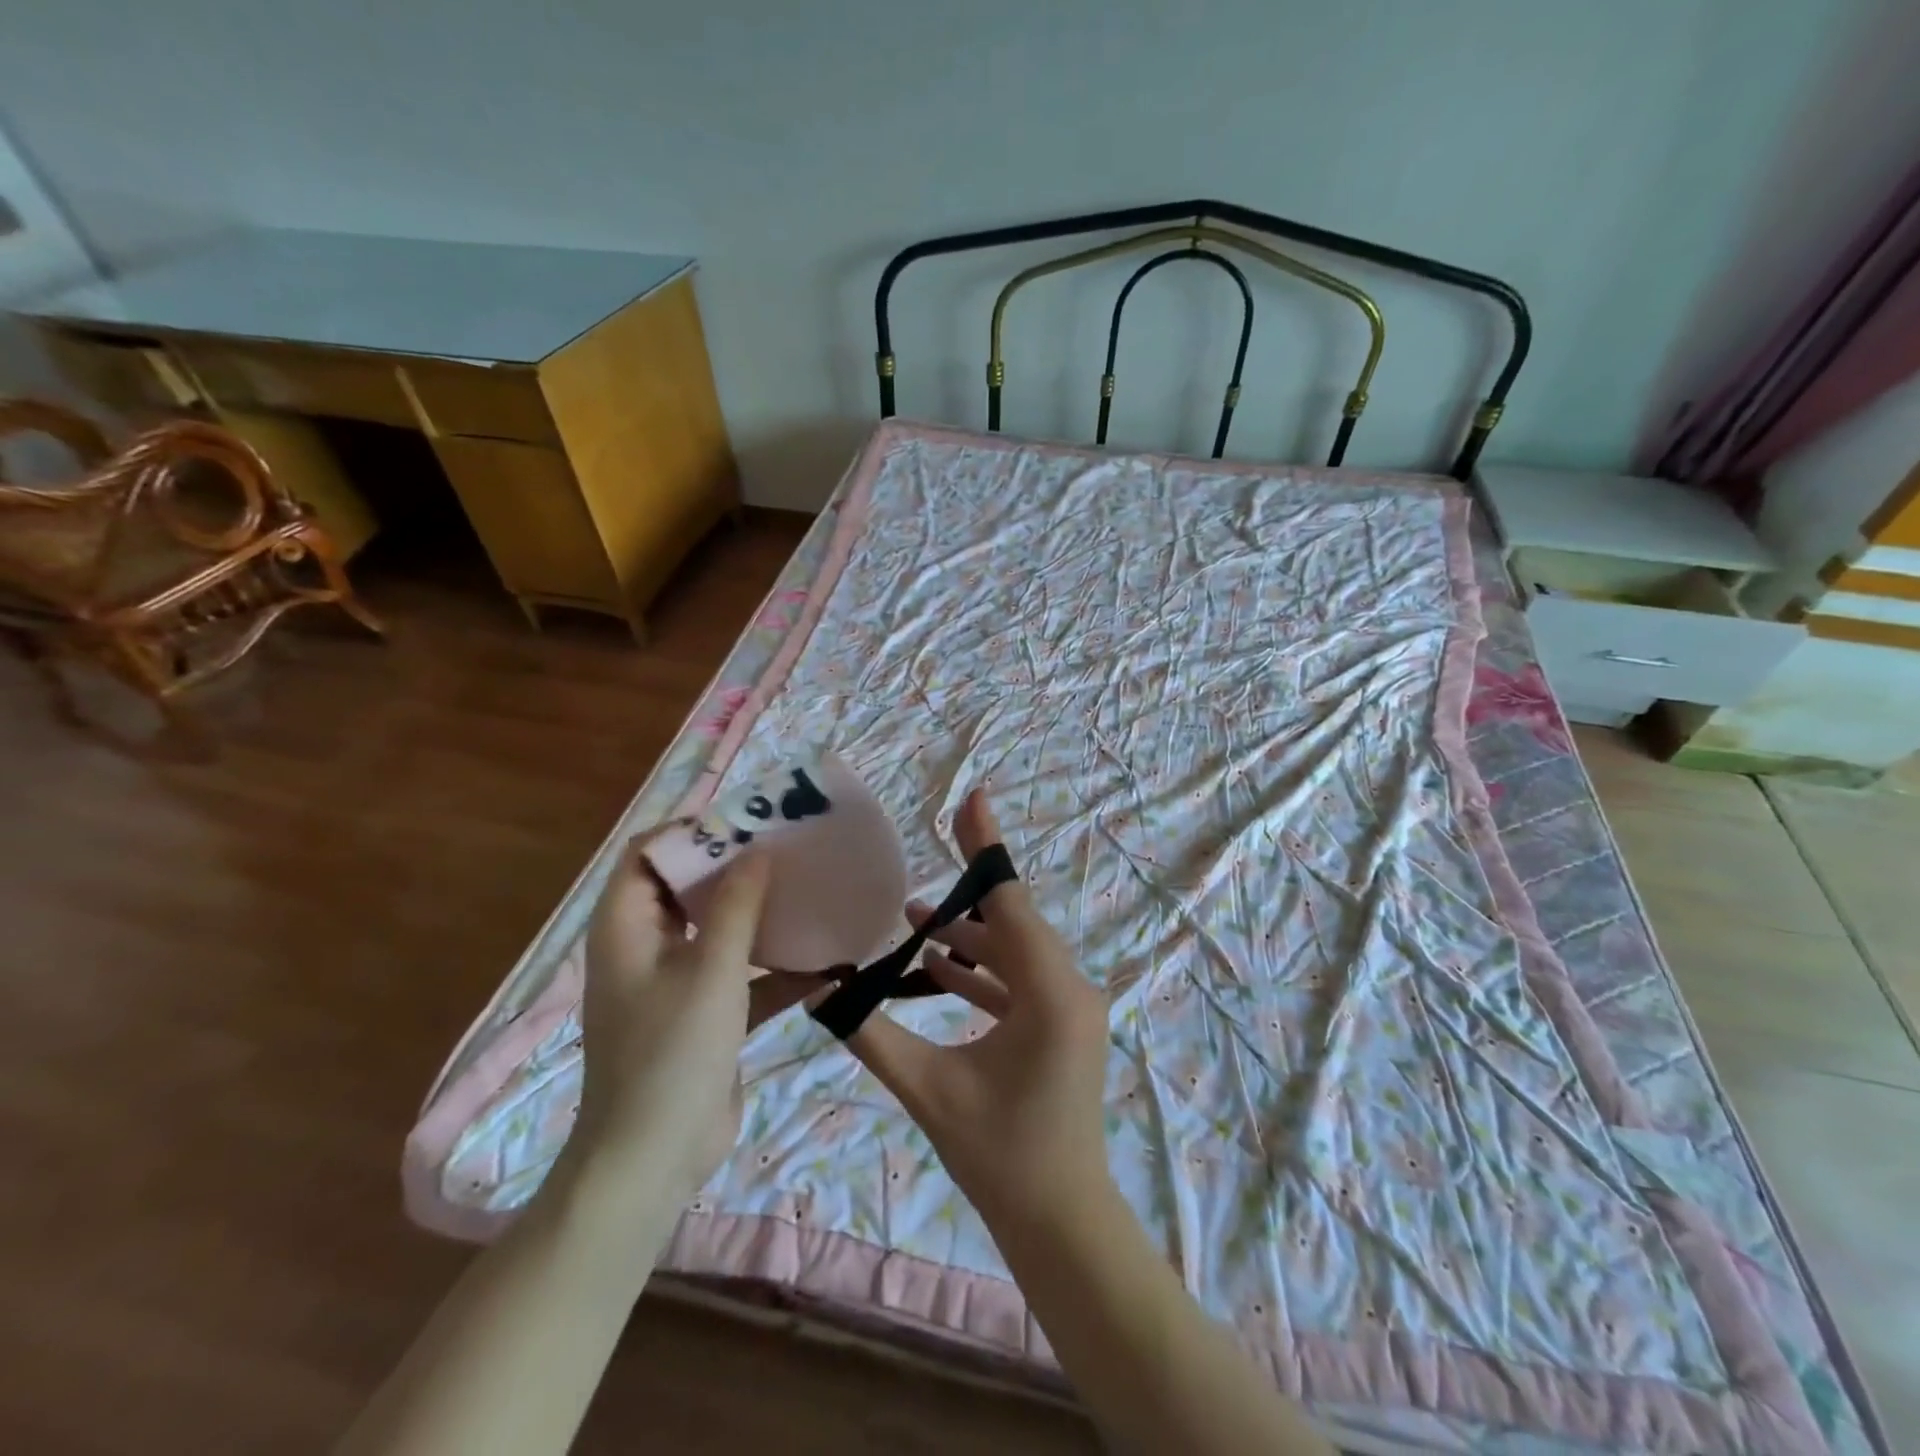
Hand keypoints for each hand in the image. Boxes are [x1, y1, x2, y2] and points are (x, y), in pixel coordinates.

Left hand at [570, 831, 821, 1199]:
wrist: (653, 1160)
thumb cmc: (672, 1053)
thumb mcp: (712, 970)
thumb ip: (737, 906)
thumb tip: (758, 851)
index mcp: (627, 926)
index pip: (648, 854)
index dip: (692, 831)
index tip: (748, 821)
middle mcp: (646, 946)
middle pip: (687, 887)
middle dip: (735, 866)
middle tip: (787, 847)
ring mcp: (675, 982)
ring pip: (718, 929)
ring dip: (758, 913)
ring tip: (807, 888)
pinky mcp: (704, 1014)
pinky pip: (740, 974)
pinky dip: (773, 967)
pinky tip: (825, 963)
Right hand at [842, 790, 1112, 1230]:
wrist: (1061, 1223)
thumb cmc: (1000, 1157)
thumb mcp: (928, 1089)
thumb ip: (872, 1033)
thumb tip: (821, 990)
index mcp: (1049, 991)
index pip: (1010, 900)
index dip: (986, 846)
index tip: (973, 797)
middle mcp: (1069, 986)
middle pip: (1011, 920)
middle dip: (966, 892)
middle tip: (923, 859)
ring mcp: (1069, 1005)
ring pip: (1014, 950)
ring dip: (968, 935)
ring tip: (915, 918)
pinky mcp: (1061, 1024)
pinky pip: (1019, 979)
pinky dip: (981, 969)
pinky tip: (938, 966)